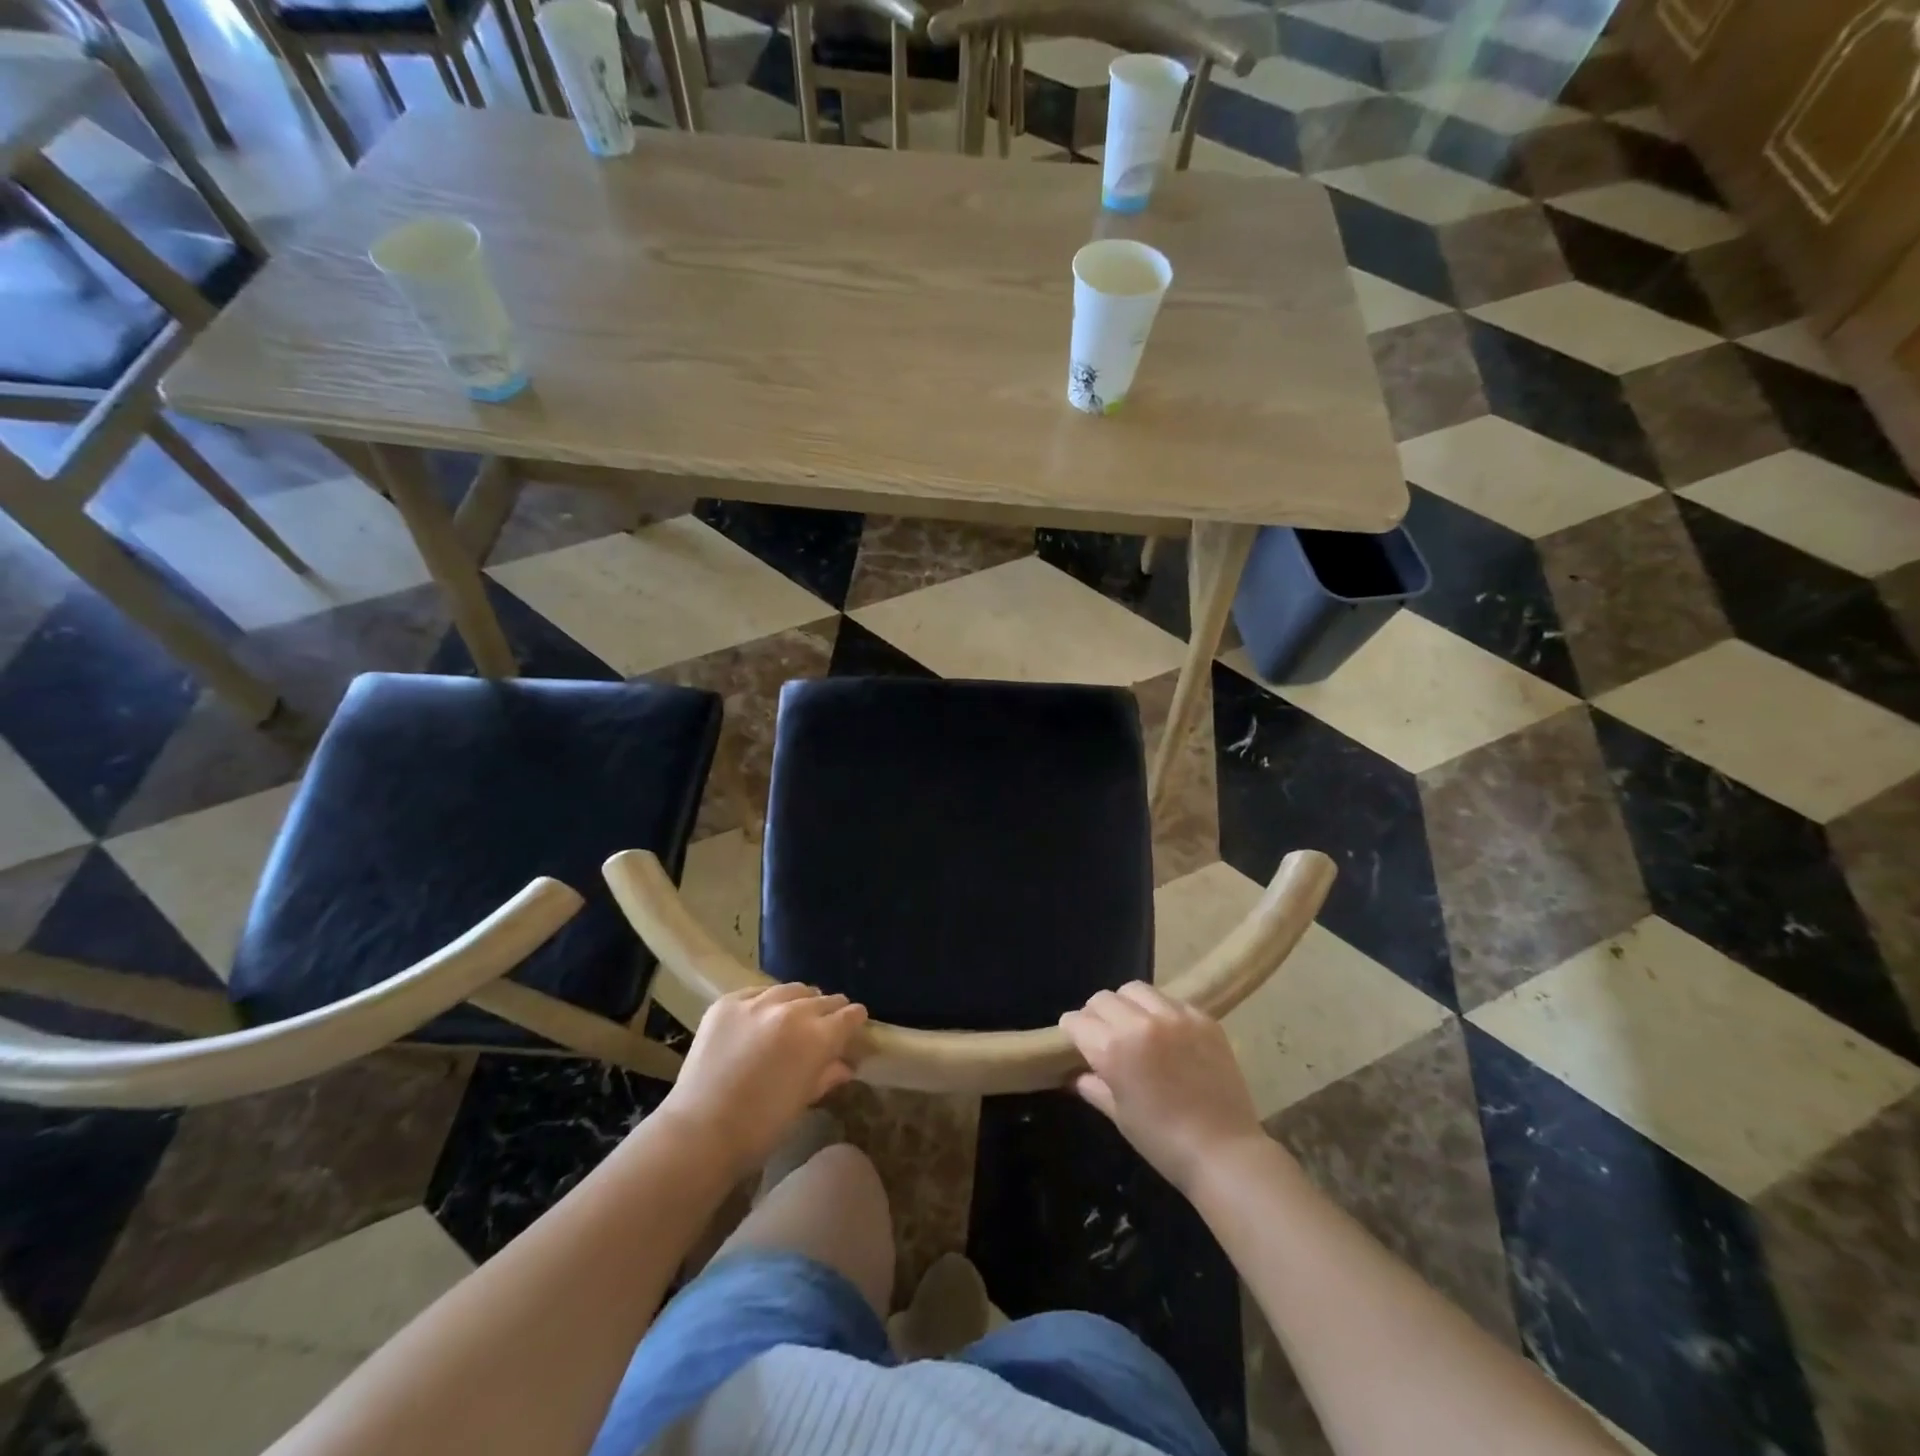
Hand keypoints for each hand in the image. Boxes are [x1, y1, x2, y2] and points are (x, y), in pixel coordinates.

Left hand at [657, 984, 867, 1176]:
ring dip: (799, 1001)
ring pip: (791, 989)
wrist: (699, 1131)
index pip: (848, 1016)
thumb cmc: (759, 1128)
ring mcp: (757, 1003)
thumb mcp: (802, 1102)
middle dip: (830, 1009)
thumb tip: (846, 1065)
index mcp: (817, 1037)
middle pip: (822, 999)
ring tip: (795, 1014)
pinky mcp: (727, 1003)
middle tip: (827, 1022)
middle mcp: (792, 1011)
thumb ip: (826, 1076)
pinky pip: (757, 992)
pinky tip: (762, 1016)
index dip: (855, 1019)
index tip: (855, 1024)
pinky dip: (766, 1002)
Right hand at [1060, 982, 1265, 1195]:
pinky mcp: (1202, 1018)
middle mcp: (1140, 1023)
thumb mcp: (1119, 1115)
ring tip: (1135, 1026)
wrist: (1225, 1152)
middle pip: (1103, 998)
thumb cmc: (1163, 1142)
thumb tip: (1074, 1075)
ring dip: (1127, 1005)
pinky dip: (1160, 1011)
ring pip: (1135, 990)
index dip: (1072, 1031)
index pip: (1077, 1020)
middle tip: (1105, 1035)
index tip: (1077, 1042)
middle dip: (1096, 1015)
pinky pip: (1170, 1000)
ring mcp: (1175, 1016)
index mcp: (1113, 1048)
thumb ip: (1093, 1086)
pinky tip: (1167, 1034)